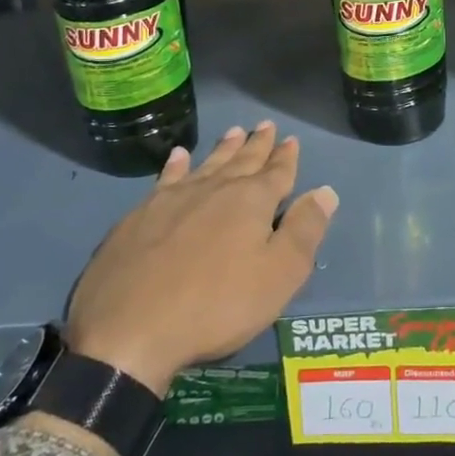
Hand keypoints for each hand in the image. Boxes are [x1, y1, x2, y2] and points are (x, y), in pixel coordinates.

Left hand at [62, 122, 336, 395]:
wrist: (129, 330)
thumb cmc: (217, 305)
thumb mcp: (279, 275)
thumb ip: (304, 230)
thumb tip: (325, 191)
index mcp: (251, 201)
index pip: (277, 172)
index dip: (286, 157)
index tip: (291, 139)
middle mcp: (214, 189)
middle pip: (241, 161)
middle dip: (257, 144)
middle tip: (265, 125)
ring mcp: (173, 199)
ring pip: (206, 164)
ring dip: (223, 149)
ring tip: (233, 132)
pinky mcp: (140, 216)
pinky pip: (166, 178)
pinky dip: (176, 165)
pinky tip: (179, 156)